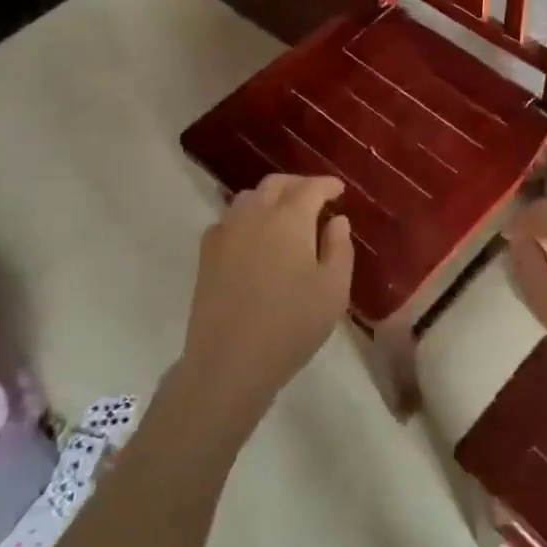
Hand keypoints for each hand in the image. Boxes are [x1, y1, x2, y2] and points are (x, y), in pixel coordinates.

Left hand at [178, 175, 353, 436]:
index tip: (339, 190)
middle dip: (299, 184)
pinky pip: (229, 219)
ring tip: (286, 214)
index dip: (327, 184)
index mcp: (289, 219)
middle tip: (316, 198)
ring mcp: (226, 231)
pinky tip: (254, 236)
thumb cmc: (291, 326)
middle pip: (276, 184)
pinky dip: (246, 216)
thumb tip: (337, 220)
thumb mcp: (333, 291)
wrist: (229, 362)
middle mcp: (254, 214)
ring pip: (249, 197)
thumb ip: (339, 248)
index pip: (311, 187)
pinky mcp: (207, 252)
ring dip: (271, 197)